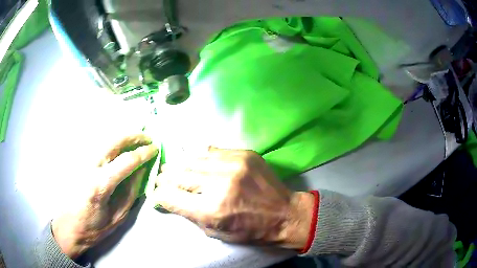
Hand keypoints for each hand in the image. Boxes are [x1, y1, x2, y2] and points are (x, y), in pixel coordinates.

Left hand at [52, 134, 158, 257]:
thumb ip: (131, 191)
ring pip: (105, 139)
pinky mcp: (78, 161)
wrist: (69, 226)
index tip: (155, 149)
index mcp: (100, 184)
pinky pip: (98, 145)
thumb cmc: (95, 227)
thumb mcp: (118, 215)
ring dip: (123, 136)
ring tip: (136, 139)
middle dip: (133, 135)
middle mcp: (90, 167)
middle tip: (147, 137)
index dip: (144, 152)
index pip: (126, 160)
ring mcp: (82, 162)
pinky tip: (120, 146)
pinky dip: (112, 142)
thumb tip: (142, 169)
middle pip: (114, 141)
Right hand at [151, 148, 314, 249]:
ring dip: (179, 166)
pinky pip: (211, 151)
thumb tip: (168, 199)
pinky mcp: (243, 154)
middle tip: (160, 179)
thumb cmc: (250, 230)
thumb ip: (189, 215)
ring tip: (172, 169)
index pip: (171, 197)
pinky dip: (198, 157)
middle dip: (165, 178)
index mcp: (212, 210)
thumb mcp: (215, 232)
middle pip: (179, 175)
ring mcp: (233, 165)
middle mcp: (219, 184)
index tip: (155, 194)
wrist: (283, 214)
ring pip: (192, 160)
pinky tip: (192, 161)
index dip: (159, 195)